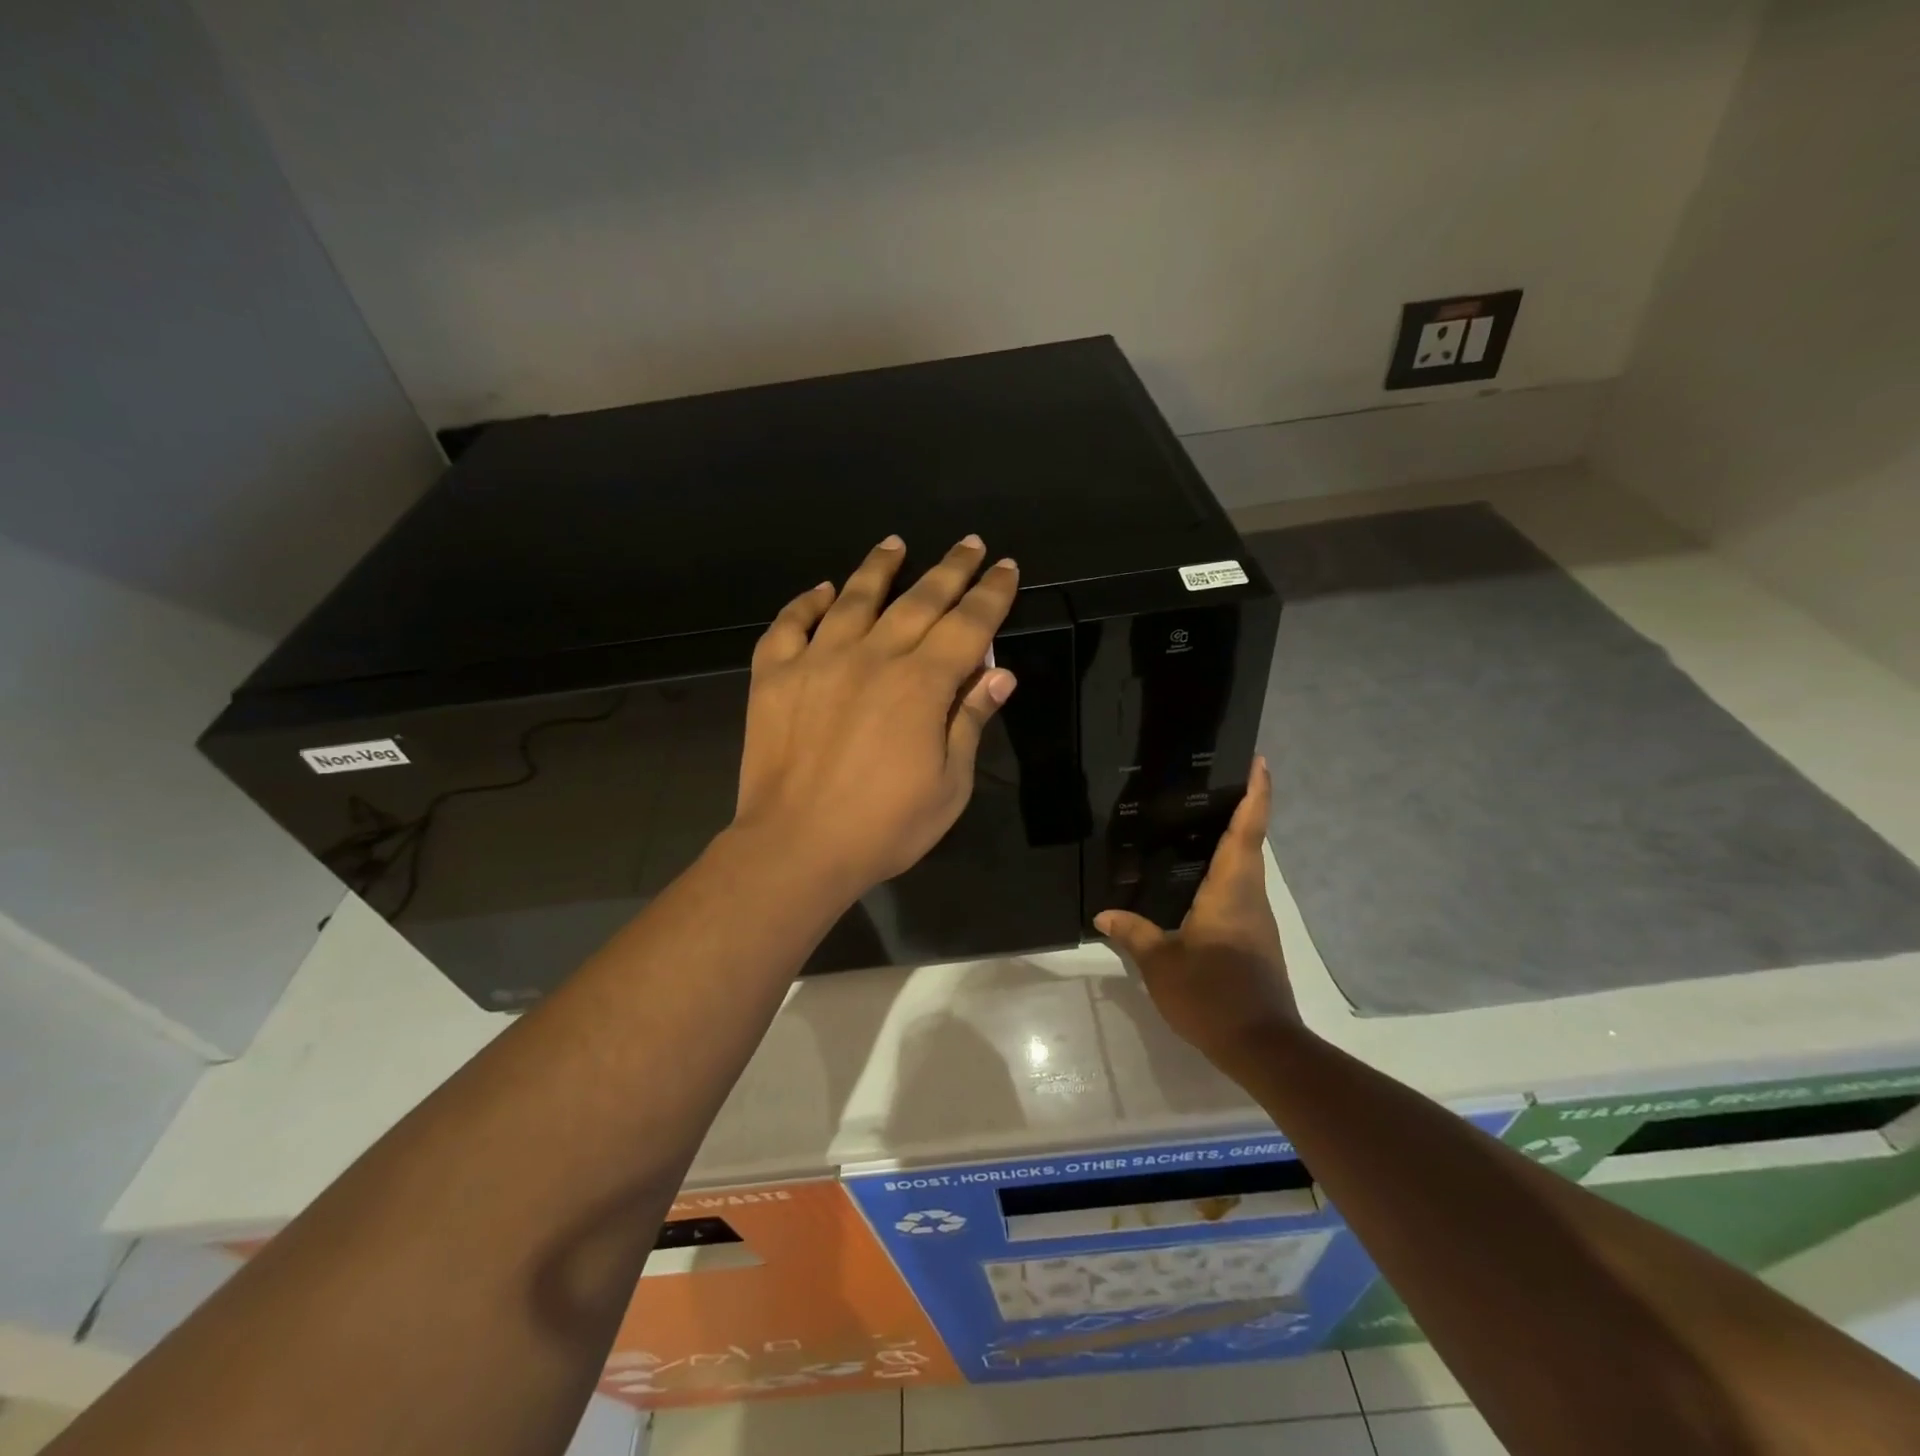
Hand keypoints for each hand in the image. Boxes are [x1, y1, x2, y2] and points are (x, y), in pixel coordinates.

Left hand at [733, 534, 1019, 898]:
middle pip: (919, 601)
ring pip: (854, 599)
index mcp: (921, 685)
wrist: (795, 847)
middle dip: (950, 570)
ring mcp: (818, 661)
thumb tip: (1000, 674)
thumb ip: (970, 722)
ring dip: (879, 569)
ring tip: (895, 544)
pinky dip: (806, 603)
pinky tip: (822, 590)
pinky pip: (790, 625)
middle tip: (969, 543)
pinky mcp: (774, 676)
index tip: (1006, 567)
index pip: (968, 625)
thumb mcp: (949, 785)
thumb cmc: (884, 827)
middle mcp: (873, 657)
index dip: (991, 594)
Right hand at [1095, 757, 1298, 1067]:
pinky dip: (1223, 874)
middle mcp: (1250, 896)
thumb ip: (1133, 933)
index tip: (1258, 760)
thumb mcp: (1161, 963)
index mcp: (1232, 889)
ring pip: (1245, 868)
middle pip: (1250, 841)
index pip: (1248, 829)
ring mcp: (1257, 919)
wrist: (1262, 1045)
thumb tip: (1104, 914)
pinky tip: (1193, 882)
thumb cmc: (1212, 993)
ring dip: (1231, 842)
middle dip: (1240, 808)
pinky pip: (1238, 892)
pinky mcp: (1255, 940)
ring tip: (1195, 825)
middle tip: (1208, 784)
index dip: (1256, 792)